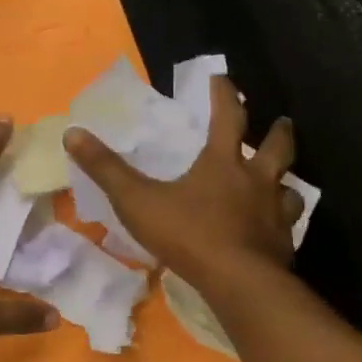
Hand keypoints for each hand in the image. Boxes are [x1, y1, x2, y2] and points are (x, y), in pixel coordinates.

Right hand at [64, 78, 302, 292]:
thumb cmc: (188, 234)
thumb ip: (105, 169)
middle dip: (278, 132)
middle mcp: (257, 181)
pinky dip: (282, 221)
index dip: (224, 95)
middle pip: (277, 148)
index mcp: (223, 163)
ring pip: (289, 188)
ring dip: (285, 180)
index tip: (221, 79)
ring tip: (281, 181)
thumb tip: (73, 133)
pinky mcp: (282, 244)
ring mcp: (275, 213)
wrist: (238, 282)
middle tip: (281, 122)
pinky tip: (274, 229)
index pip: (228, 117)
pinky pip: (287, 226)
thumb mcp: (136, 200)